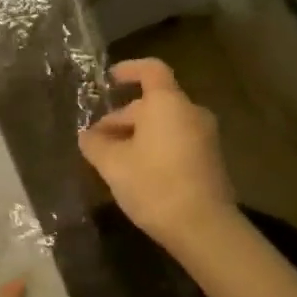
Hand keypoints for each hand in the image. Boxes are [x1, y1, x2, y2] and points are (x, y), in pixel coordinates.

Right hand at [79, 57, 236, 249]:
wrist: (203, 227)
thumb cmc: (153, 184)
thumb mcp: (112, 164)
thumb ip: (95, 143)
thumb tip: (87, 135)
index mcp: (168, 104)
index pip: (150, 70)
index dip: (129, 69)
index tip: (109, 79)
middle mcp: (190, 113)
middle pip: (153, 103)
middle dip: (122, 117)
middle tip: (96, 139)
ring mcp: (204, 137)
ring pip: (163, 124)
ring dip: (136, 134)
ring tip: (112, 158)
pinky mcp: (209, 160)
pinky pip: (176, 141)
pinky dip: (154, 147)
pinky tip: (135, 171)